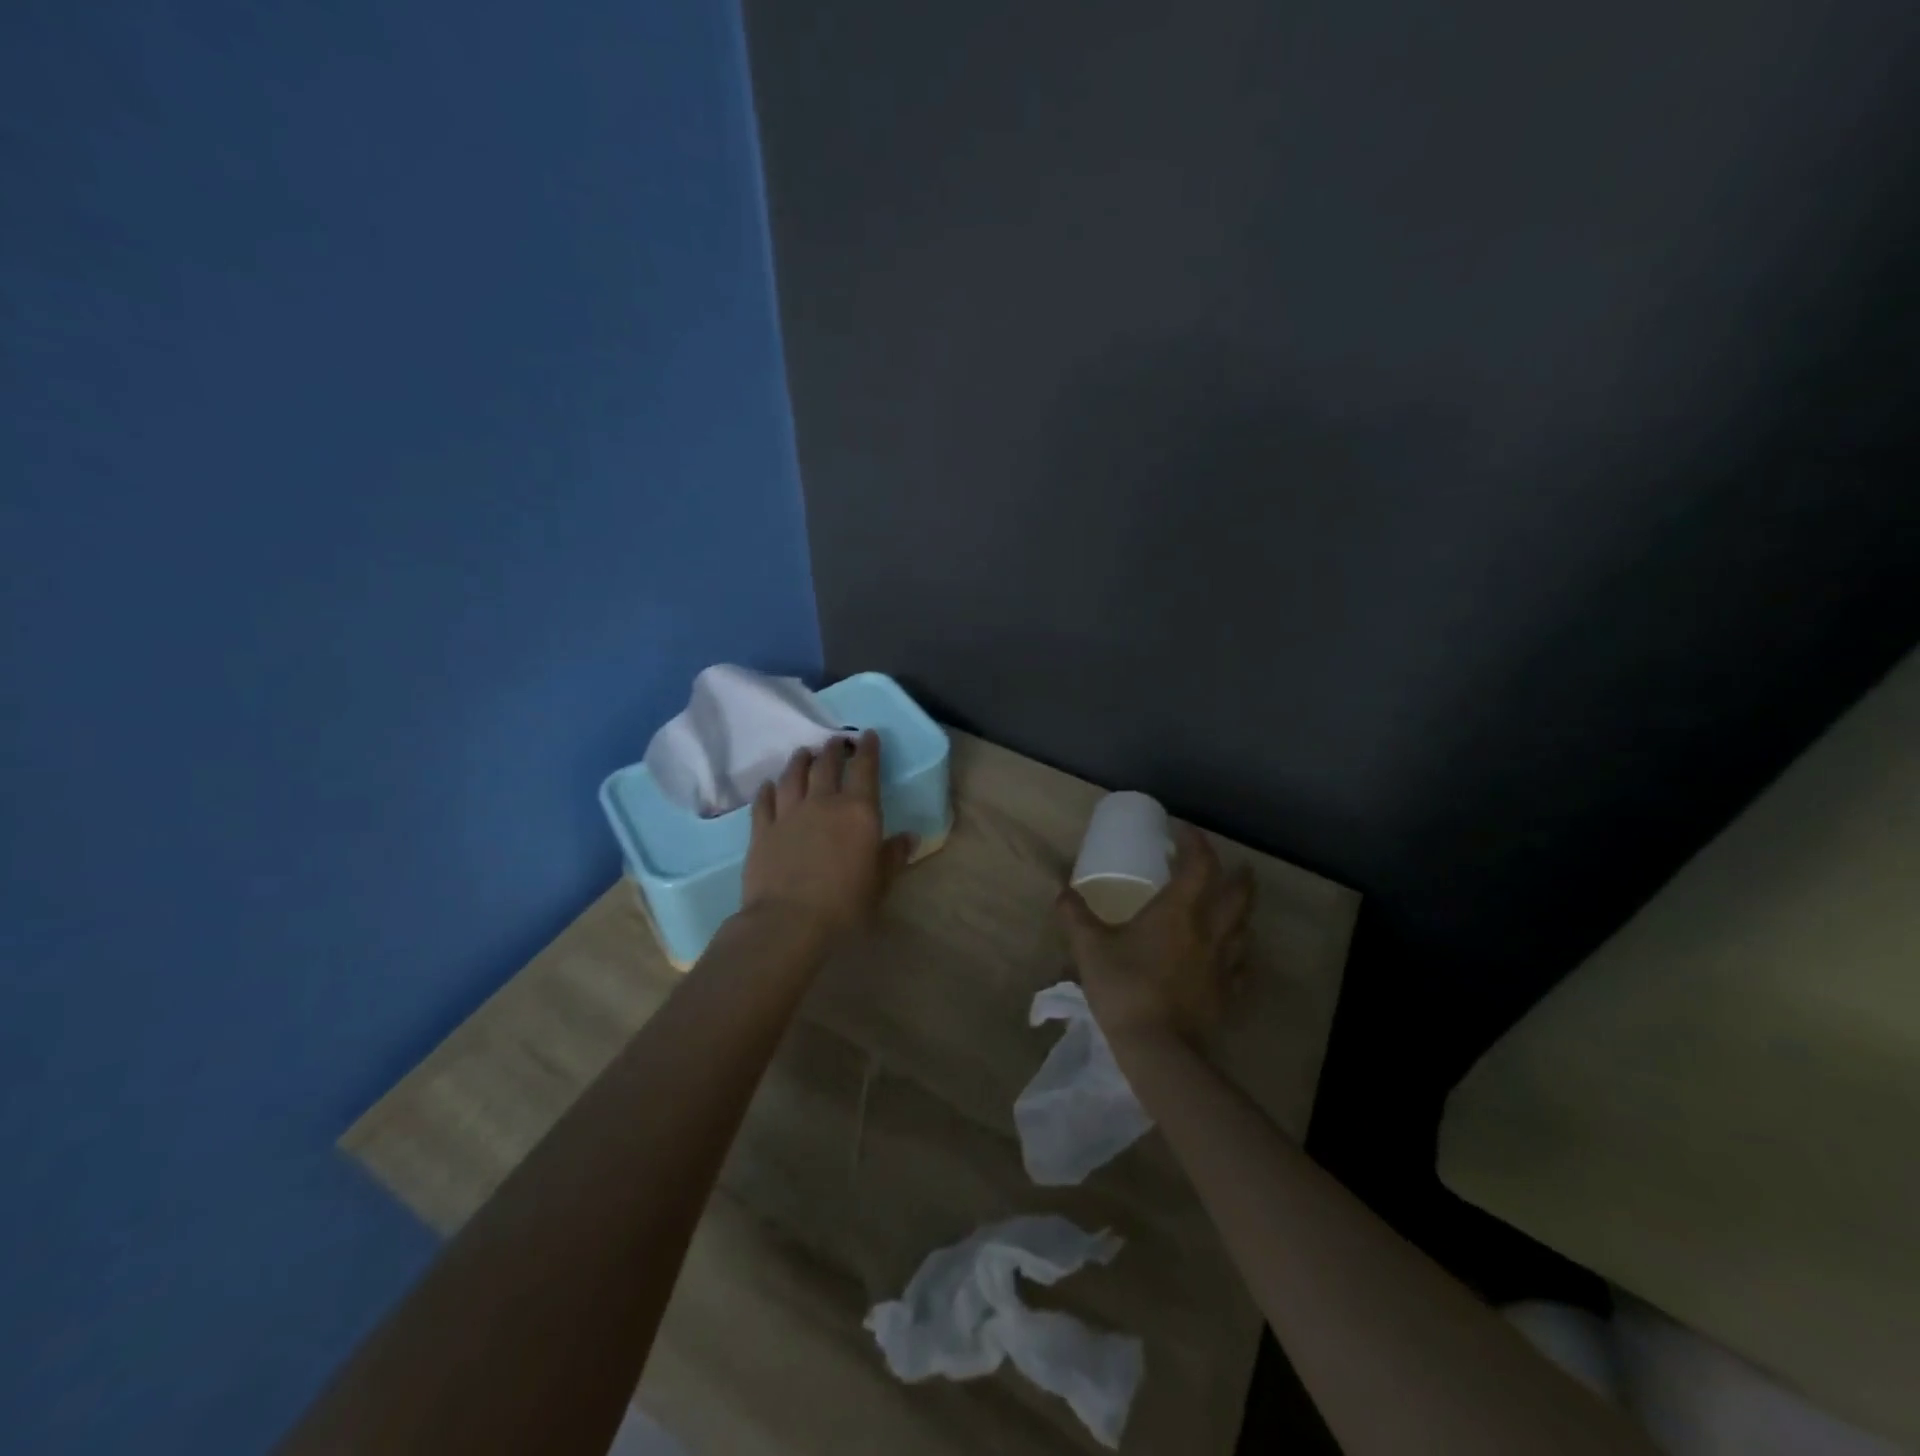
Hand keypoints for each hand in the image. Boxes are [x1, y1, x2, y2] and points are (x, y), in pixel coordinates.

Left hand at [741, 730, 912, 948]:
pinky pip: (764, 801)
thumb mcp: (880, 884)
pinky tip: (769, 784)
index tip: (868, 735)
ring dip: (800, 761)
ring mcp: (789, 813)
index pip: (865, 770)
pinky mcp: (762, 829)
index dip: (868, 750)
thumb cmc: (844, 905)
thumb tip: (910, 837)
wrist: (788, 921)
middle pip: (827, 766)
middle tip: (836, 741)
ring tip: (804, 753)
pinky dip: (768, 789)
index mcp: (859, 812)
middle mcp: (823, 803)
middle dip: (833, 749)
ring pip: (794, 776)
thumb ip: (893, 856)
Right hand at [1056, 825, 1254, 1045]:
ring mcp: (1224, 966)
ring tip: (1233, 910)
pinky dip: (1241, 956)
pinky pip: (1243, 968)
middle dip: (1238, 876)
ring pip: (1245, 930)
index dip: (1196, 843)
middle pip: (1238, 895)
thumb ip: (1075, 916)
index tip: (1184, 831)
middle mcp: (1209, 932)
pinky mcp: (1229, 996)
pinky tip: (1233, 960)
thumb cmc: (1124, 988)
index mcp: (1178, 912)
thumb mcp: (1089, 948)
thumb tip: (1061, 890)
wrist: (1158, 1050)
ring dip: (1242, 913)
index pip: (1199, 865)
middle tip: (1236, 866)